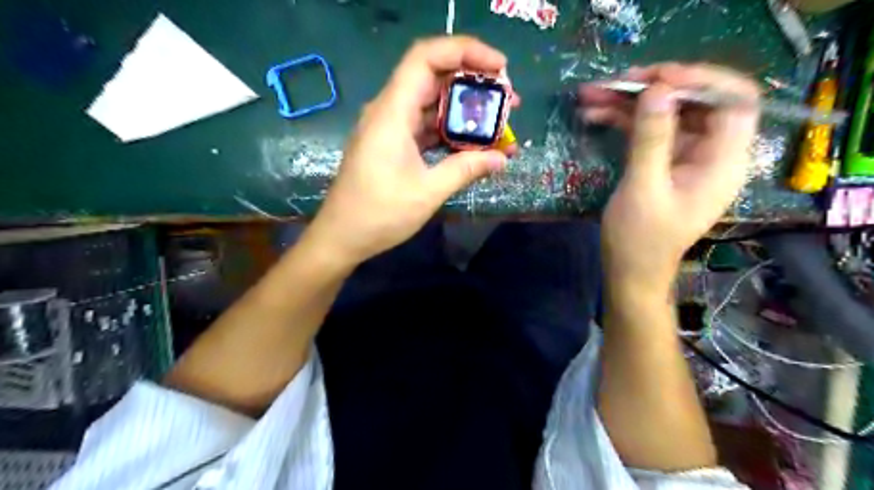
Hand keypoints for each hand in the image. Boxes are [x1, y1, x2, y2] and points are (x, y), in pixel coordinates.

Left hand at [304, 36, 516, 267]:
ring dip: (464, 110)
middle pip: (433, 77)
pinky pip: (425, 126)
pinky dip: (450, 130)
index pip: (427, 57)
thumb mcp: (428, 192)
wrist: (341, 237)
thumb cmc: (379, 215)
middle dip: (474, 83)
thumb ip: (466, 169)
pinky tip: (473, 144)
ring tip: (498, 124)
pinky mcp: (392, 143)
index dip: (466, 51)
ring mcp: (389, 127)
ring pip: (431, 103)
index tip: (501, 67)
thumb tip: (502, 158)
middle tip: (508, 100)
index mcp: (392, 113)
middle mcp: (389, 111)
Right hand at [583, 63, 761, 288]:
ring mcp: (685, 157)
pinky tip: (596, 114)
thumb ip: (652, 139)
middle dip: (654, 87)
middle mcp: (711, 153)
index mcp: (723, 161)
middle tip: (615, 82)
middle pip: (694, 102)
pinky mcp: (663, 162)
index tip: (656, 79)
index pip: (733, 100)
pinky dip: (624, 120)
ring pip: (665, 114)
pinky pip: (648, 131)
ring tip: (592, 95)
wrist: (630, 271)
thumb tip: (657, 90)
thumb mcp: (643, 189)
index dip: (700, 80)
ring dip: (630, 101)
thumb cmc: (640, 240)